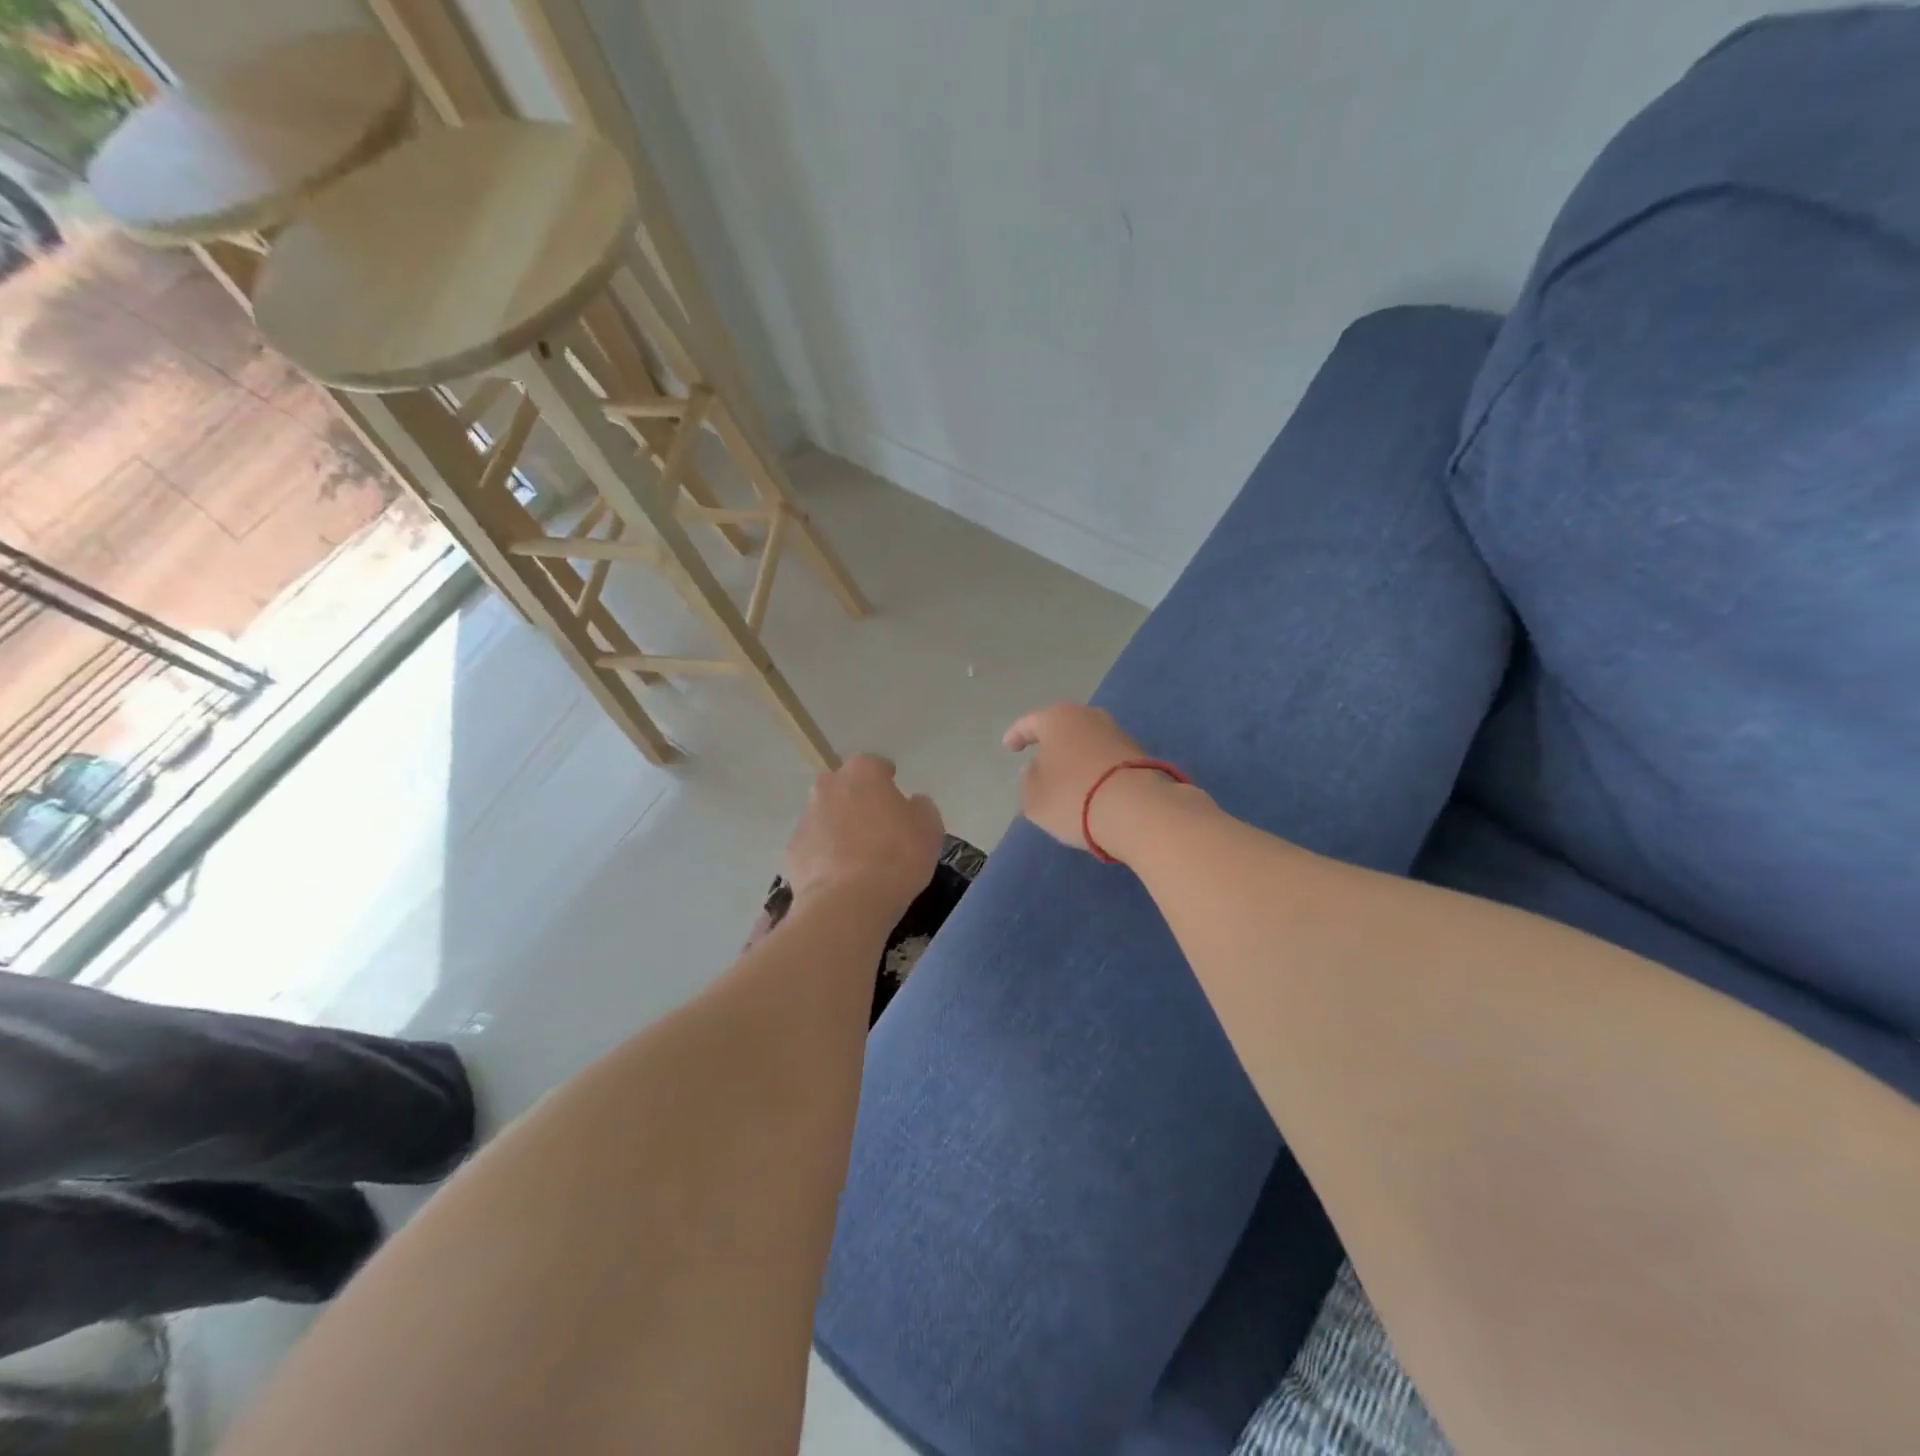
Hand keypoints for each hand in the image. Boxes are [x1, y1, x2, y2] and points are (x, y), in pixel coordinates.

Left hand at [783, 754, 944, 911]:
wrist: (849, 902)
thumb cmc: (897, 856)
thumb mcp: (929, 828)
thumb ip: (920, 808)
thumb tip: (911, 804)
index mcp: (862, 773)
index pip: (875, 765)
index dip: (887, 779)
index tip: (896, 795)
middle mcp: (829, 787)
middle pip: (844, 786)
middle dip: (857, 799)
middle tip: (877, 825)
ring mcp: (806, 818)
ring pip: (826, 815)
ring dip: (839, 827)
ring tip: (858, 856)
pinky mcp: (792, 850)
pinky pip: (814, 846)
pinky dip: (825, 855)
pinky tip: (840, 876)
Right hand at [1002, 702, 1150, 850]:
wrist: (1137, 810)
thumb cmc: (1073, 797)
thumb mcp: (1034, 798)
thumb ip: (1028, 780)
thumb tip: (1035, 768)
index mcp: (1057, 718)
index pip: (1028, 723)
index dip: (1016, 736)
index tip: (1009, 747)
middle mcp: (1089, 716)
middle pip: (1062, 726)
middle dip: (1050, 742)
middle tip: (1039, 758)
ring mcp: (1117, 733)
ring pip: (1086, 741)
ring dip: (1075, 755)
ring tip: (1066, 777)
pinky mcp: (1139, 754)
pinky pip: (1105, 758)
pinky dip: (1094, 768)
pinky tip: (1091, 786)